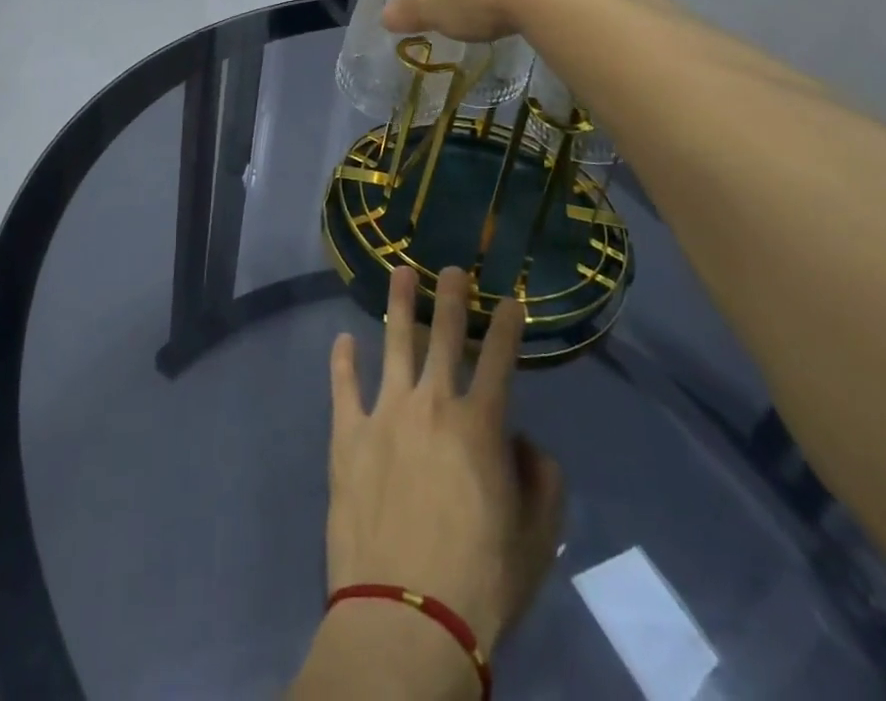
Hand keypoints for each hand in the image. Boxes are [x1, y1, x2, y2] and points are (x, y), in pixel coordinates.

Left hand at [326, 264, 564, 655]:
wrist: (407, 616)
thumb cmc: (480, 581)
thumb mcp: (537, 540)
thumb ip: (541, 481)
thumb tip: (524, 442)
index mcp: (480, 425)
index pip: (500, 361)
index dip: (508, 327)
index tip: (512, 301)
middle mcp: (432, 404)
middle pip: (444, 336)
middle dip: (452, 298)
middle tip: (451, 268)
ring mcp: (385, 413)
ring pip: (394, 344)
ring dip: (400, 305)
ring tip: (400, 272)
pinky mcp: (347, 434)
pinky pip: (344, 386)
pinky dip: (343, 361)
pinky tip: (344, 340)